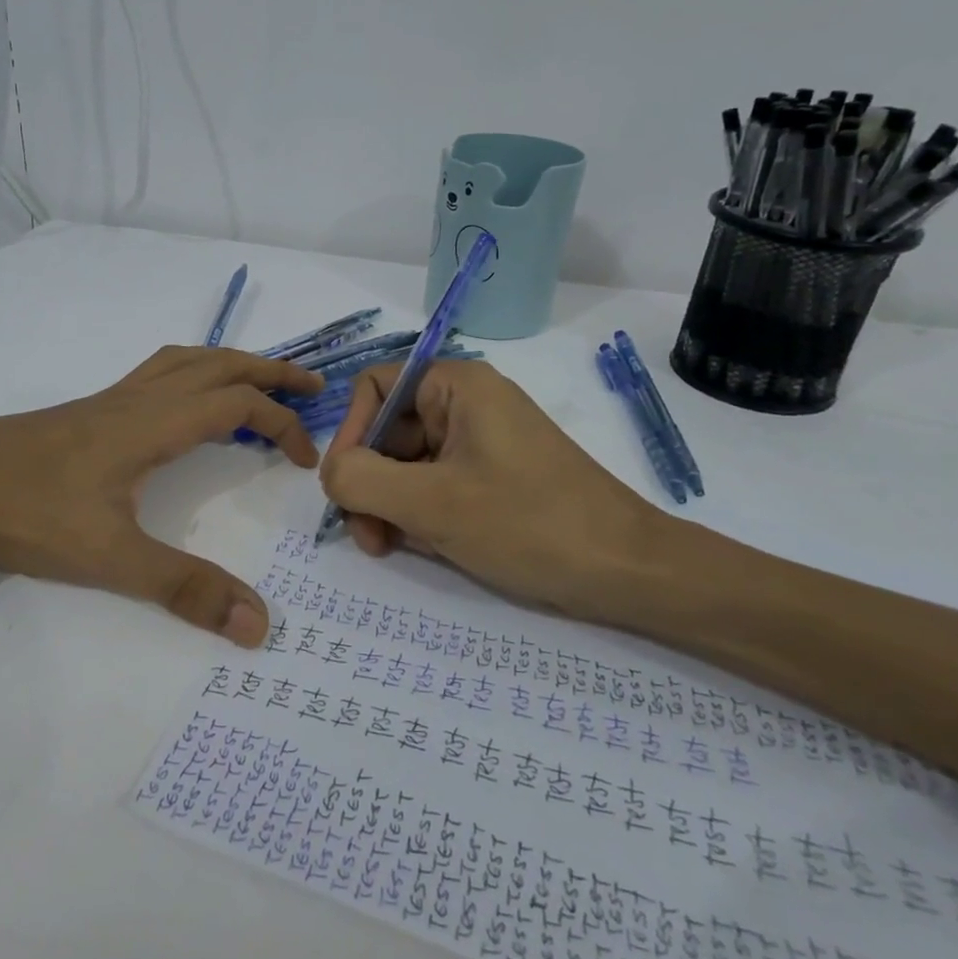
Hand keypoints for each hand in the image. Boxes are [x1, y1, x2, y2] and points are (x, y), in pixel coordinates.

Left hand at [0, 347, 322, 646]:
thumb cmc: (25, 512)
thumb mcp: (110, 558)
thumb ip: (184, 588)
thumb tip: (258, 624)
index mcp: (153, 423)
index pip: (238, 404)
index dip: (281, 424)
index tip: (304, 459)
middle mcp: (138, 399)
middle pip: (219, 364)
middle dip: (271, 371)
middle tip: (311, 386)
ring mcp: (109, 400)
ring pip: (185, 361)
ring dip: (231, 364)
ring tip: (259, 384)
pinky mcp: (87, 411)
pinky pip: (156, 374)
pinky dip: (192, 374)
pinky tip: (184, 406)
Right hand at [318, 360, 661, 613]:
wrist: (627, 571)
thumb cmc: (528, 524)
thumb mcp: (430, 503)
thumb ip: (361, 479)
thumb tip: (330, 473)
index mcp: (457, 387)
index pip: (375, 388)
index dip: (351, 433)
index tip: (346, 486)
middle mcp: (467, 405)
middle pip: (388, 431)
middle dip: (368, 482)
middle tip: (367, 536)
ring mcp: (481, 443)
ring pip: (407, 464)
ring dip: (389, 505)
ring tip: (390, 548)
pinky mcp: (492, 478)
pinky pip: (435, 485)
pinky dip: (418, 515)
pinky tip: (423, 547)